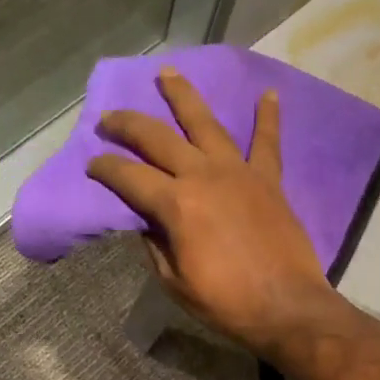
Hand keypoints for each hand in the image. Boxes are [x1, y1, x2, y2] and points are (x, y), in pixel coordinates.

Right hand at [87, 67, 343, 358]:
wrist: (287, 307)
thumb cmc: (226, 303)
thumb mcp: (174, 281)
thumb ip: (155, 245)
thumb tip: (146, 221)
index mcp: (176, 204)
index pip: (128, 176)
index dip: (105, 168)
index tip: (92, 163)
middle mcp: (204, 175)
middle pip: (159, 138)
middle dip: (128, 124)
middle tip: (109, 117)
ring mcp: (240, 172)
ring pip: (206, 123)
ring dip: (184, 96)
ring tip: (167, 72)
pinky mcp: (269, 180)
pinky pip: (267, 143)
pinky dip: (268, 117)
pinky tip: (268, 94)